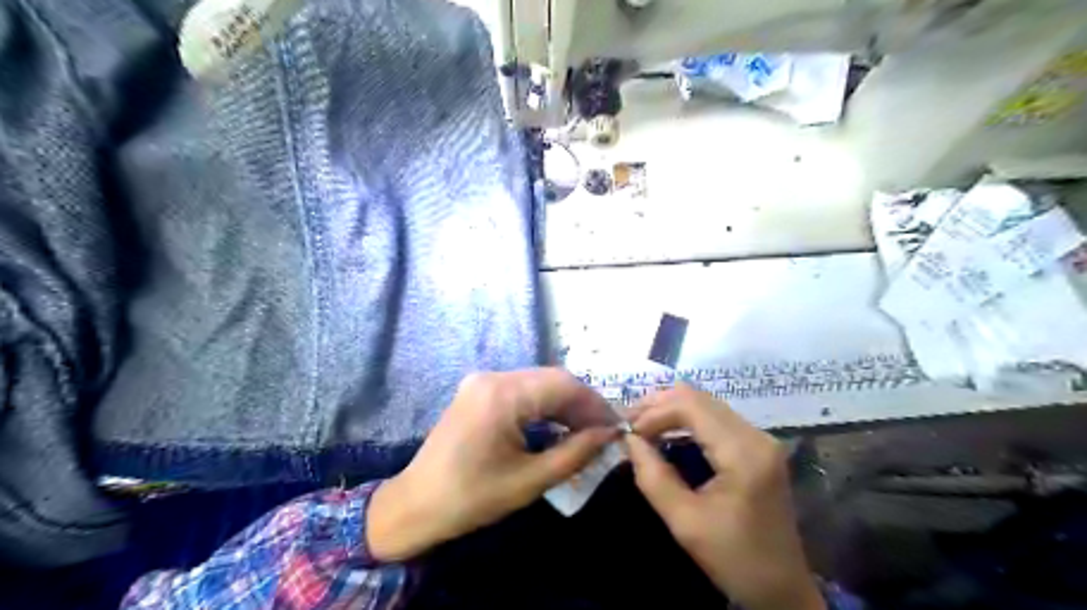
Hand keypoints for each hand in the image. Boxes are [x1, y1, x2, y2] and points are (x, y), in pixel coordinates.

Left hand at [371, 367, 613, 561]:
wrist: (415, 505)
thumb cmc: (472, 498)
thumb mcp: (530, 480)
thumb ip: (575, 453)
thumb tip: (609, 434)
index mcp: (502, 395)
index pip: (564, 385)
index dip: (595, 404)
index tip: (616, 426)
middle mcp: (493, 377)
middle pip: (552, 379)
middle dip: (582, 403)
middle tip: (604, 430)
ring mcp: (483, 381)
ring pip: (538, 383)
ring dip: (564, 404)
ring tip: (586, 430)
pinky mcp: (479, 391)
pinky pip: (521, 390)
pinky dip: (544, 405)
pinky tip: (558, 425)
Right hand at [625, 386, 819, 609]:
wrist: (782, 590)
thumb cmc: (734, 560)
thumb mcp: (685, 522)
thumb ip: (653, 477)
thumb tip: (629, 440)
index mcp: (743, 453)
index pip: (690, 406)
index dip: (653, 412)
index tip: (627, 432)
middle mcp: (756, 435)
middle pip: (699, 398)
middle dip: (659, 405)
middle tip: (629, 423)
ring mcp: (760, 439)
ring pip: (706, 404)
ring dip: (671, 410)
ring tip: (642, 426)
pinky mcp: (757, 447)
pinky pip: (715, 418)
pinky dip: (686, 420)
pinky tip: (666, 433)